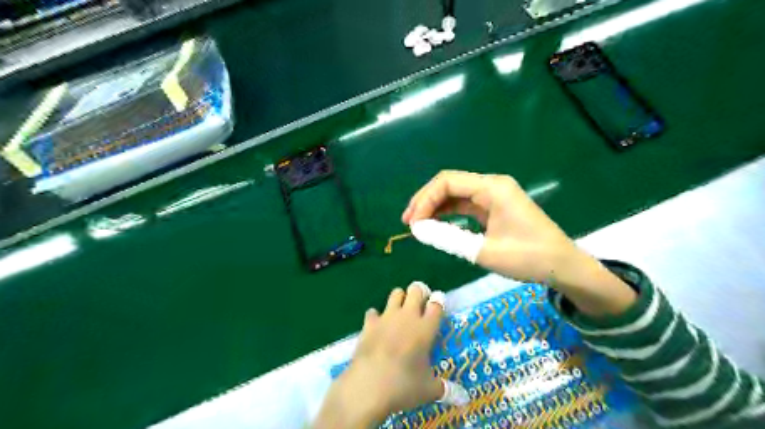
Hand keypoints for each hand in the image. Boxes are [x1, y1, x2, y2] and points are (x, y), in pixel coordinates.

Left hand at [316, 283, 448, 426]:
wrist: (368, 385)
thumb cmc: (404, 385)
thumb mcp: (429, 390)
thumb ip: (446, 389)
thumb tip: (463, 397)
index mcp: (426, 328)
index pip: (437, 304)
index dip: (439, 301)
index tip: (438, 304)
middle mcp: (408, 317)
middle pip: (416, 290)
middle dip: (420, 292)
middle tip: (420, 305)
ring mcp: (387, 317)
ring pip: (396, 293)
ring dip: (400, 299)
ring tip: (400, 312)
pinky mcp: (369, 323)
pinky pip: (373, 312)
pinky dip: (376, 317)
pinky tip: (377, 328)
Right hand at [402, 168, 637, 314]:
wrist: (562, 266)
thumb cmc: (528, 258)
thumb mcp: (483, 251)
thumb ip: (448, 238)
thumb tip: (418, 230)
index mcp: (492, 188)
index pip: (447, 182)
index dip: (424, 200)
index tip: (412, 223)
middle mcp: (492, 185)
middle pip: (449, 183)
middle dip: (426, 201)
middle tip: (408, 222)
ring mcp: (494, 195)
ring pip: (456, 193)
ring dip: (435, 207)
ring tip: (417, 224)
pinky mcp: (495, 206)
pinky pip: (465, 204)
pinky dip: (449, 213)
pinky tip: (437, 224)